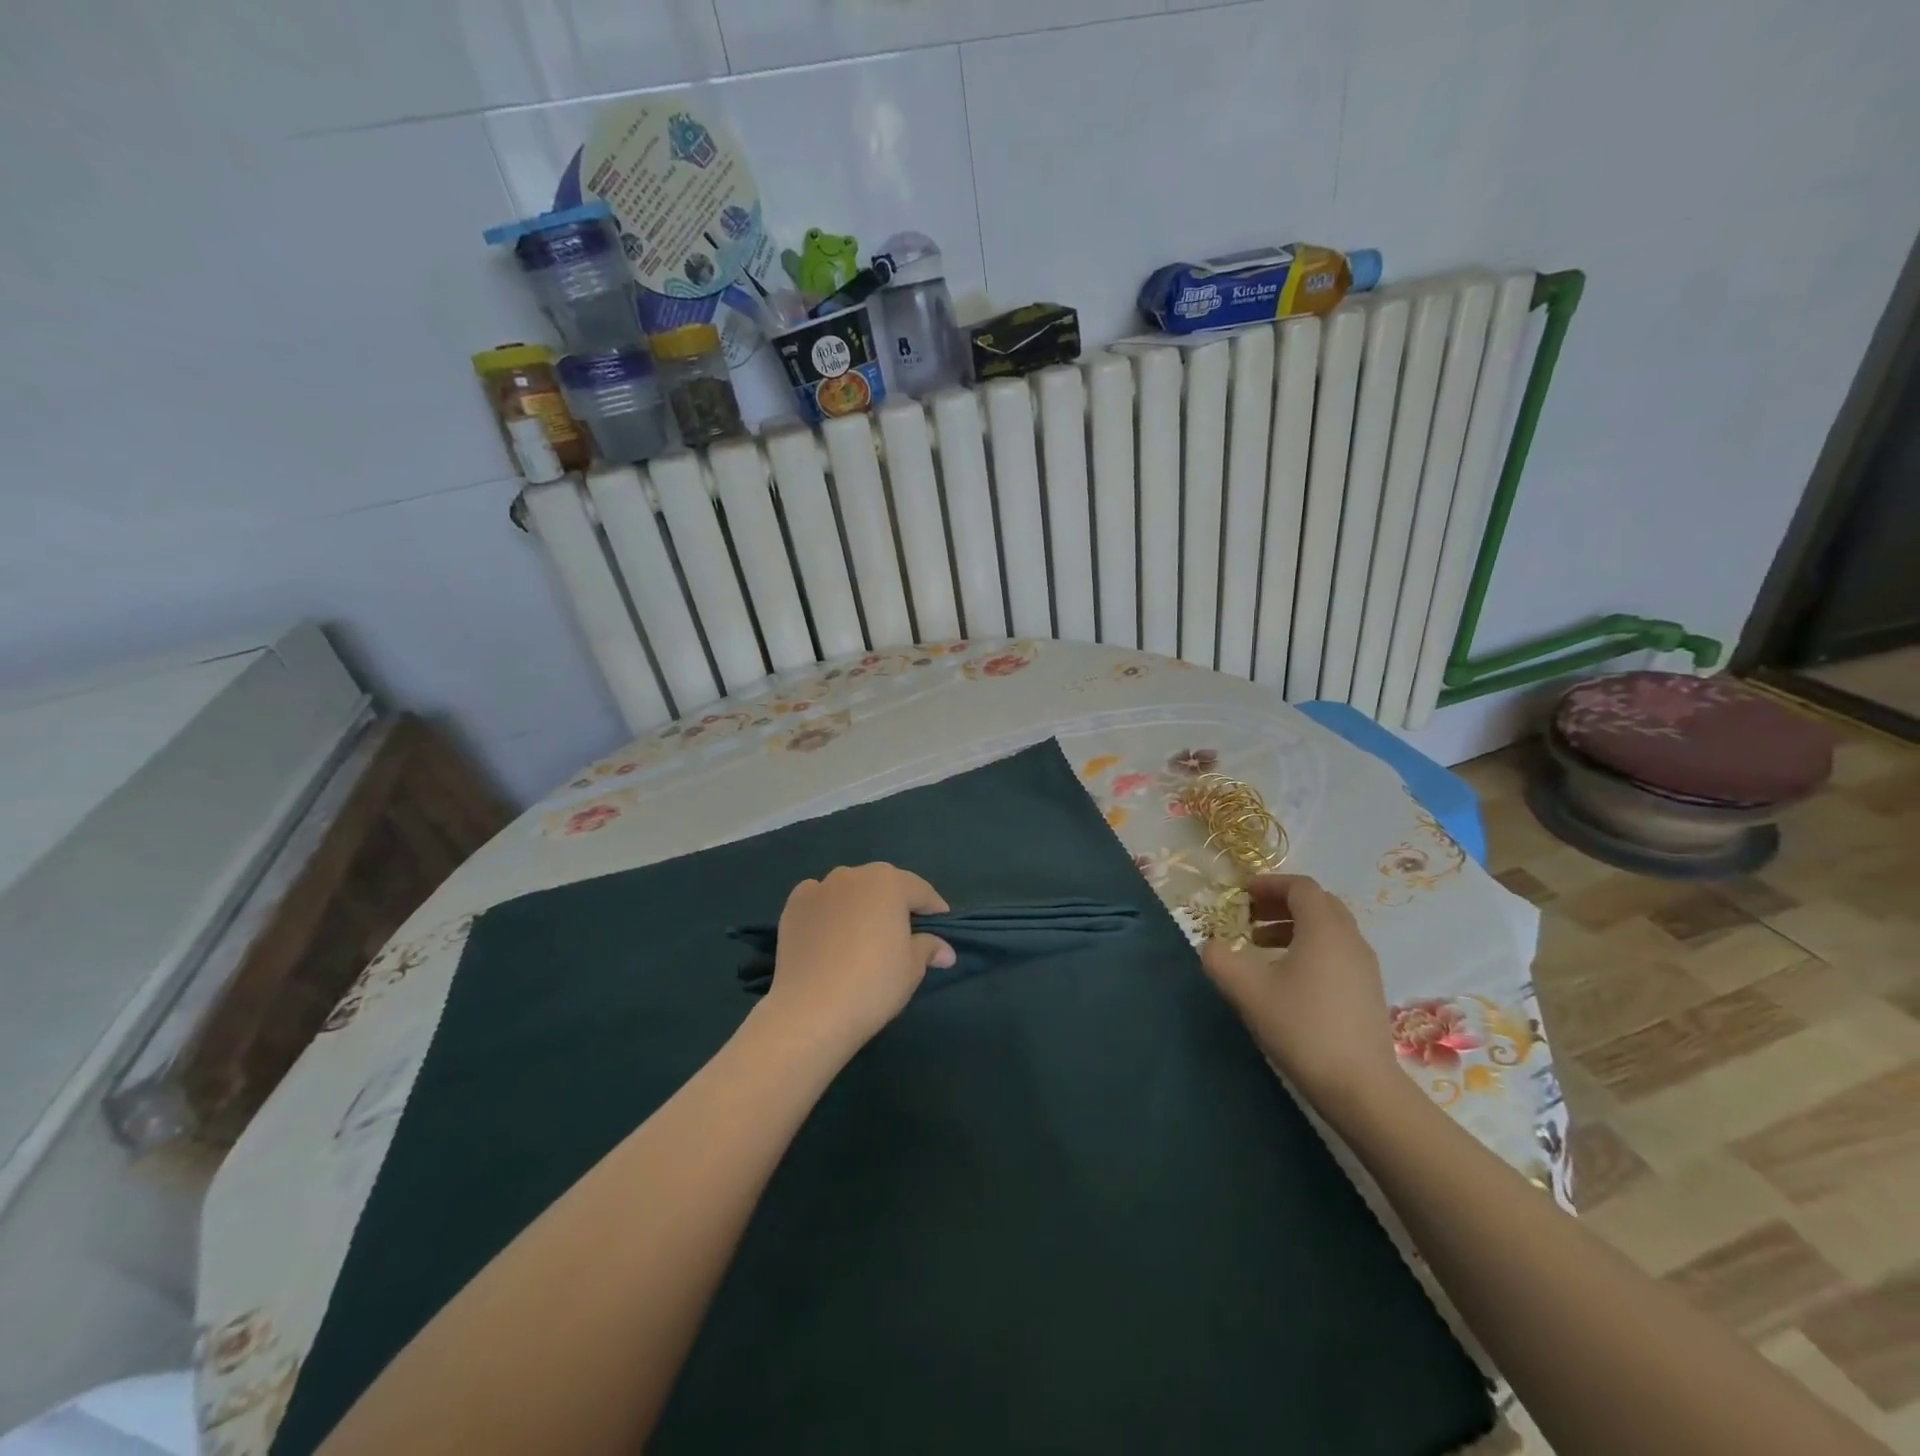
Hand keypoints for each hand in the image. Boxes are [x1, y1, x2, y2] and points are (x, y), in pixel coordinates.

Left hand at [760, 863, 955, 1058]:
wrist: (812, 1010)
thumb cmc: (874, 984)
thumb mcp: (912, 967)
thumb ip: (929, 948)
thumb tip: (945, 951)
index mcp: (889, 882)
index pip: (921, 891)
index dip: (934, 910)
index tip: (941, 927)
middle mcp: (853, 875)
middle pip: (883, 885)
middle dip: (895, 904)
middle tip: (903, 932)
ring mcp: (820, 888)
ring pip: (849, 890)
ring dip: (860, 904)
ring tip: (863, 934)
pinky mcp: (793, 906)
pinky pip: (819, 900)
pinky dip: (828, 909)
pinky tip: (829, 933)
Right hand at [1200, 874, 1402, 1115]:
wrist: (1360, 1087)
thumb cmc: (1302, 1027)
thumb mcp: (1247, 990)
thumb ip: (1220, 960)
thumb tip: (1210, 946)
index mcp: (1324, 928)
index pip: (1301, 887)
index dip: (1270, 884)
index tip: (1243, 894)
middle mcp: (1350, 939)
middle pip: (1318, 904)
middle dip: (1282, 903)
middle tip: (1250, 916)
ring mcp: (1364, 966)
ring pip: (1329, 929)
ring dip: (1295, 926)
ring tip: (1261, 945)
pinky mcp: (1368, 991)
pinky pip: (1337, 951)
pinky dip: (1310, 948)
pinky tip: (1288, 977)